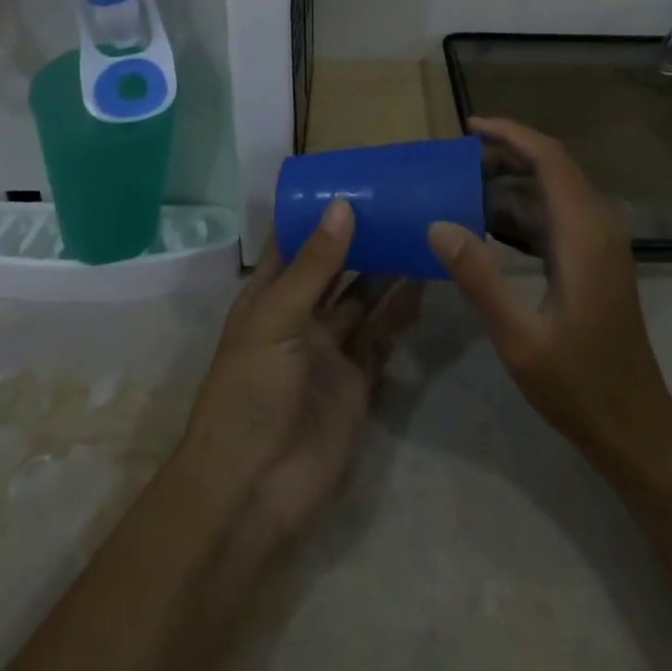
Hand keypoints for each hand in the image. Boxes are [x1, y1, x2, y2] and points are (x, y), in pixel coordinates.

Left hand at [180, 201, 422, 542]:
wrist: (252, 489)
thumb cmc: (250, 390)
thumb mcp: (277, 318)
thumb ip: (315, 265)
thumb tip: (342, 205)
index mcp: (268, 296)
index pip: (293, 244)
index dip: (317, 215)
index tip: (353, 181)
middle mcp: (300, 317)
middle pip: (334, 269)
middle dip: (360, 240)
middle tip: (399, 204)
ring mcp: (329, 351)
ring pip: (362, 300)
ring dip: (385, 272)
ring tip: (417, 235)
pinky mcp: (356, 383)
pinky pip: (381, 339)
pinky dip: (399, 315)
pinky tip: (421, 286)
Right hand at [427, 118, 671, 465]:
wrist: (635, 427)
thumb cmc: (578, 384)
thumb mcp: (519, 337)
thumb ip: (479, 277)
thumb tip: (438, 224)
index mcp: (584, 236)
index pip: (550, 160)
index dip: (511, 135)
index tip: (470, 127)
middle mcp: (598, 228)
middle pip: (553, 167)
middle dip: (507, 154)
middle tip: (458, 158)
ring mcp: (601, 244)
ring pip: (555, 190)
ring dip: (512, 182)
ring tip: (464, 186)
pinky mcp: (596, 260)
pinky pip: (557, 216)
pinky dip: (522, 212)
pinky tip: (488, 227)